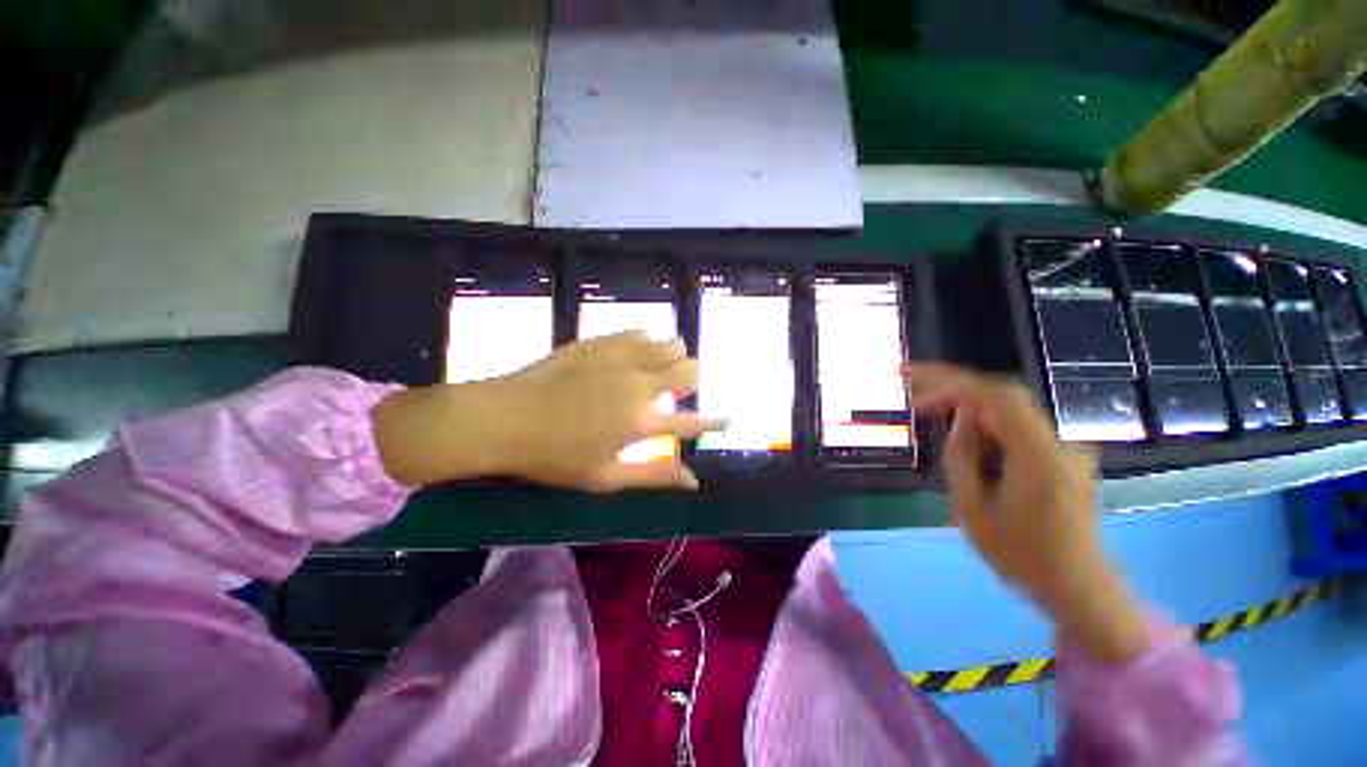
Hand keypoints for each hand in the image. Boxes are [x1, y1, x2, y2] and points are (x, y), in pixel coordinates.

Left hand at [373, 331, 725, 491]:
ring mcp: (620, 358)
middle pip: (689, 370)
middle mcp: (640, 384)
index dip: (716, 422)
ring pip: (670, 344)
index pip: (694, 422)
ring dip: (673, 357)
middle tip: (681, 390)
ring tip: (657, 370)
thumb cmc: (554, 456)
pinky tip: (634, 354)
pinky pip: (639, 332)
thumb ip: (654, 475)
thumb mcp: (606, 476)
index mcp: (642, 421)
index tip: (732, 420)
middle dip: (694, 379)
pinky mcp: (601, 341)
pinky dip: (646, 343)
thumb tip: (693, 480)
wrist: (504, 418)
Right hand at [906, 362, 1146, 662]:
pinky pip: (1019, 428)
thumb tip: (959, 420)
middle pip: (1004, 396)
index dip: (950, 384)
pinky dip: (986, 423)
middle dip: (956, 388)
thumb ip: (962, 457)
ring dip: (969, 407)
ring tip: (931, 412)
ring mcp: (1065, 449)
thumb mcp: (973, 509)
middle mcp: (1058, 443)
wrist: (1078, 589)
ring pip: (1010, 411)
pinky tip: (965, 437)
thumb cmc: (1022, 556)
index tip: (913, 387)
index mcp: (1038, 456)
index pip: (995, 398)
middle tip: (916, 390)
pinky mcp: (1062, 458)